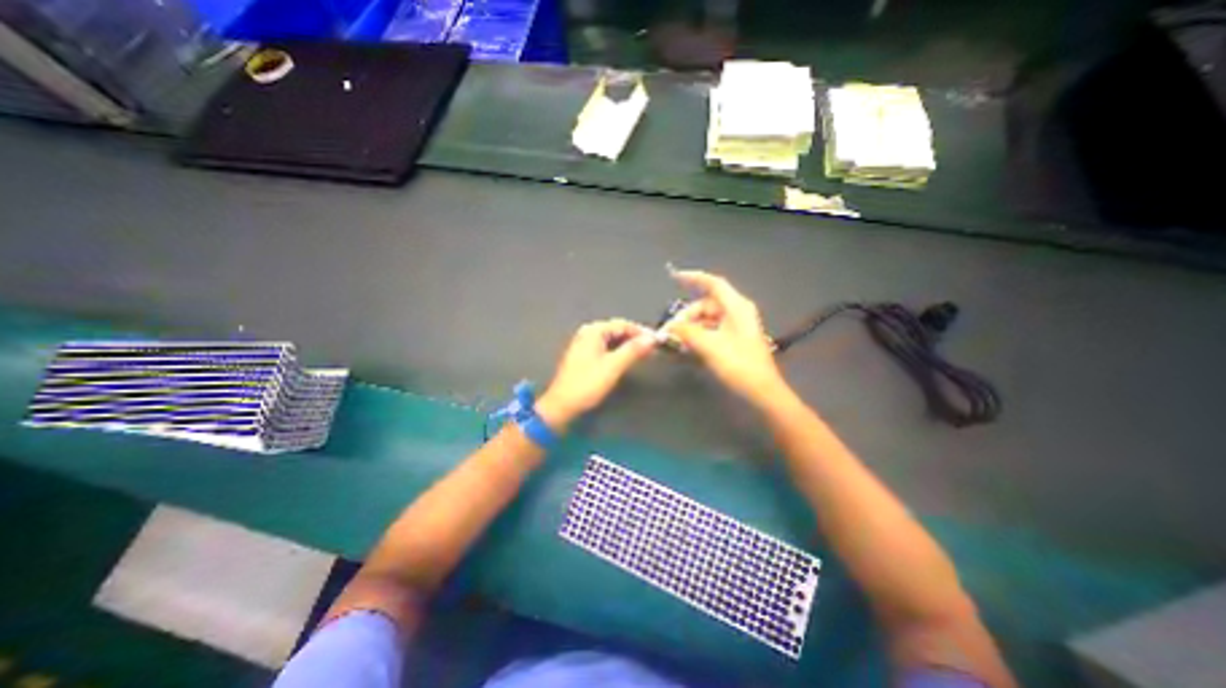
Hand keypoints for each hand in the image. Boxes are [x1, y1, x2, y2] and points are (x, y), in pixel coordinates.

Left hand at [534, 318, 649, 425]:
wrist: (563, 405)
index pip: (623, 324)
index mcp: (593, 331)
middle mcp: (587, 333)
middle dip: (635, 338)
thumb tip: (651, 339)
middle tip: (652, 348)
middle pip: (617, 330)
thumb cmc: (587, 384)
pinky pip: (606, 347)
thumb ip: (633, 350)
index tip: (657, 340)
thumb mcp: (613, 366)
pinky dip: (618, 352)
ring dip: (628, 345)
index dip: (641, 332)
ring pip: (612, 340)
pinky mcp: (583, 356)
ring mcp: (584, 344)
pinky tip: (627, 359)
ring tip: (643, 354)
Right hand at [661, 270, 784, 406]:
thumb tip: (669, 326)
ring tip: (676, 342)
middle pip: (706, 305)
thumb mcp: (710, 346)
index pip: (713, 284)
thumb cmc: (738, 365)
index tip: (674, 277)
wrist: (761, 392)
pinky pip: (711, 331)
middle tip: (671, 332)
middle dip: (687, 315)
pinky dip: (698, 336)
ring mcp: (736, 327)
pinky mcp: (733, 340)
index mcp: (736, 307)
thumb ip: (687, 332)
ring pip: (706, 320)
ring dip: (691, 328)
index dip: (694, 277)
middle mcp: (737, 312)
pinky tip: (687, 347)